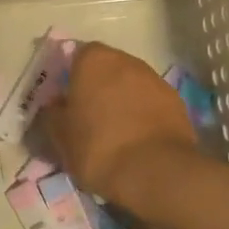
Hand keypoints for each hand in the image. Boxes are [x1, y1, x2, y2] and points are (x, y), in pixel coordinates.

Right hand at [40, 43, 198, 213]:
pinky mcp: (177, 102)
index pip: (76, 56)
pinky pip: (151, 103)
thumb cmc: (98, 147)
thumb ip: (51, 113)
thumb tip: (54, 106)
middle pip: (106, 68)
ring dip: (122, 100)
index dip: (70, 77)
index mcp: (94, 60)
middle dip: (97, 87)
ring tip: (114, 132)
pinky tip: (137, 140)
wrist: (157, 172)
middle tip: (87, 117)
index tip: (66, 101)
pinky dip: (143, 115)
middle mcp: (126, 60)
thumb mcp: (60, 135)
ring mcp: (155, 79)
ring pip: (130, 85)